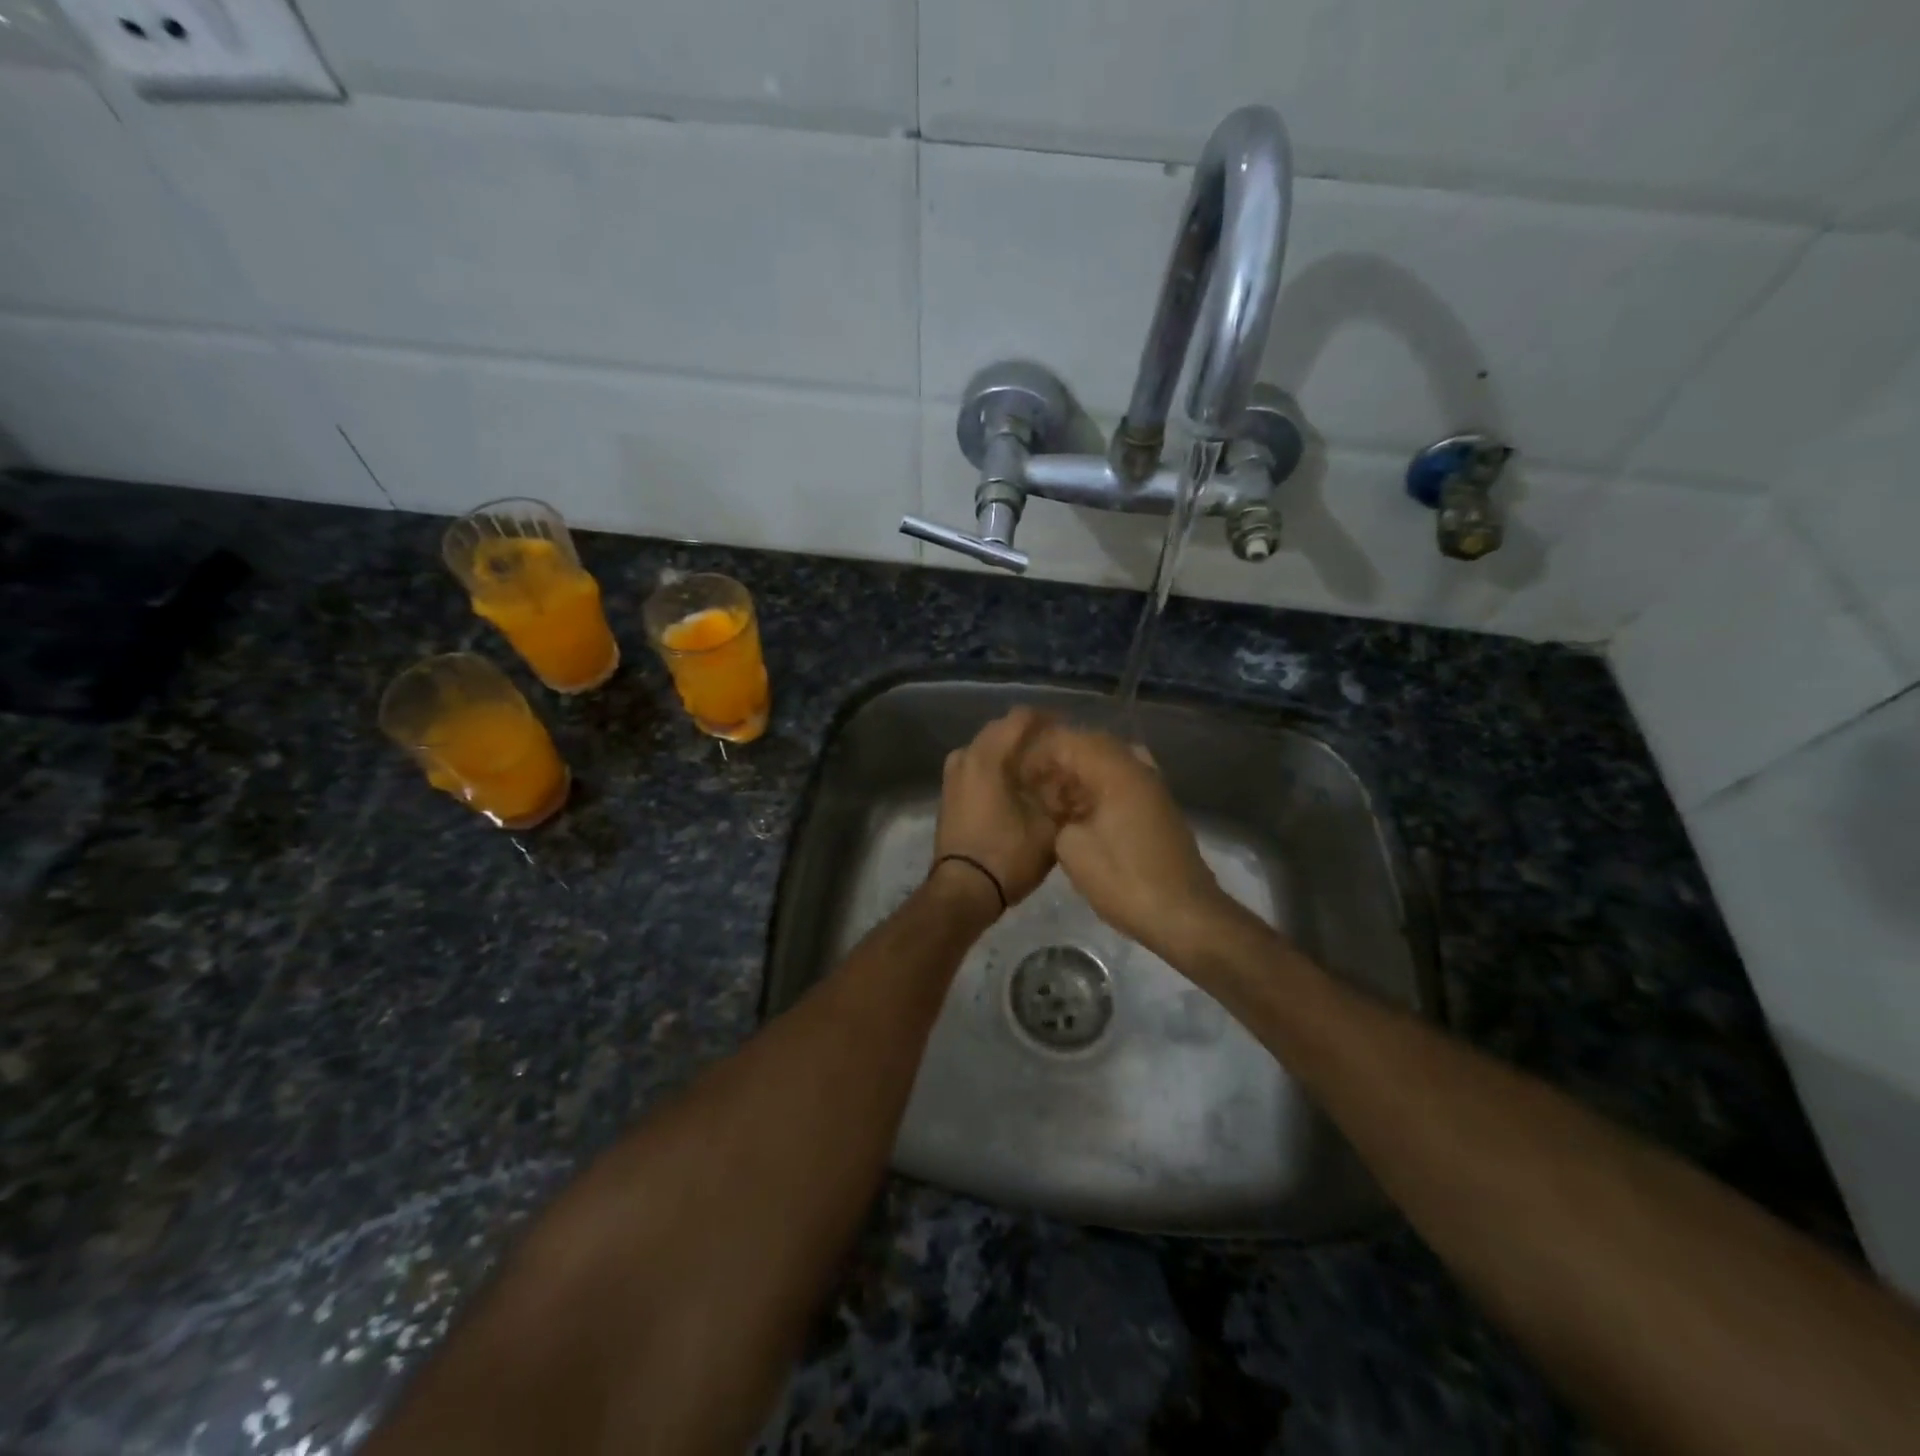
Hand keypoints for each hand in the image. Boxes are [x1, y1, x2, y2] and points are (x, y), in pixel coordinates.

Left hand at [931, 708, 1057, 916]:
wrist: (964, 891)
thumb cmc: (1008, 855)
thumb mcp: (1049, 825)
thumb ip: (1063, 793)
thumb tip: (1075, 776)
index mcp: (987, 756)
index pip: (1021, 718)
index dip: (1049, 720)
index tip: (1070, 732)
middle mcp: (965, 756)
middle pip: (1002, 730)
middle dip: (1031, 737)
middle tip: (1059, 752)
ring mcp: (953, 775)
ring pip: (988, 750)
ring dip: (1013, 754)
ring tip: (1041, 771)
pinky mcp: (949, 794)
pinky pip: (978, 767)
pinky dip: (998, 770)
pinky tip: (1018, 787)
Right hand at [1019, 723, 1230, 961]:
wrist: (1183, 915)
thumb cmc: (1124, 880)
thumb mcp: (1072, 848)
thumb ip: (1057, 815)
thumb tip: (1059, 809)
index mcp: (1116, 771)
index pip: (1070, 740)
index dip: (1039, 753)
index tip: (1017, 775)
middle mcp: (1138, 769)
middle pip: (1092, 745)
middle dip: (1059, 761)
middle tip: (1032, 784)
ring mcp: (1152, 788)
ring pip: (1108, 763)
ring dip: (1079, 775)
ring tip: (1053, 800)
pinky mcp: (1157, 808)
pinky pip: (1122, 782)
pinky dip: (1098, 789)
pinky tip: (1080, 814)